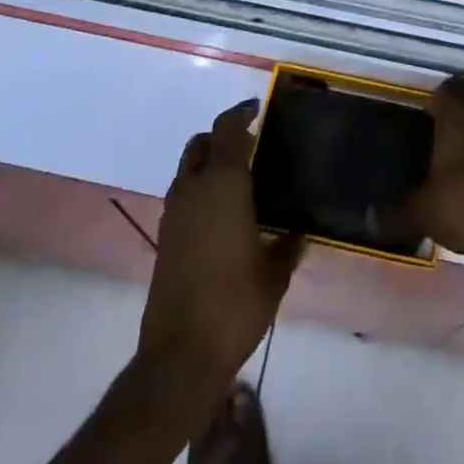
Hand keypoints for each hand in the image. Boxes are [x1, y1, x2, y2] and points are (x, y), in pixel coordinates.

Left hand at [139, 101, 302, 385]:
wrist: (180, 355)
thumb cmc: (235, 304)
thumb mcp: (275, 274)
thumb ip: (288, 245)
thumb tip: (299, 232)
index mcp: (222, 184)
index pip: (227, 130)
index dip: (241, 113)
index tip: (256, 107)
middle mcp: (193, 189)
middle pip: (201, 144)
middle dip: (221, 136)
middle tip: (249, 143)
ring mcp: (174, 213)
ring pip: (188, 168)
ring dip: (208, 162)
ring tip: (238, 178)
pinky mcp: (165, 238)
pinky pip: (183, 195)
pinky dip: (200, 189)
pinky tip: (222, 213)